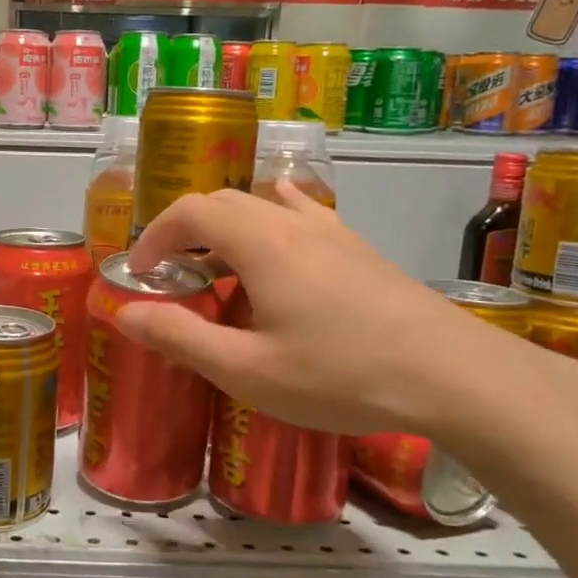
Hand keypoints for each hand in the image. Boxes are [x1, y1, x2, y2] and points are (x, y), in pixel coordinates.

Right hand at [119, 182, 550, 437]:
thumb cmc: (340, 375)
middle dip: (185, 230)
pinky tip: (281, 237)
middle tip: (171, 274)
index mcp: (260, 244)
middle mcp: (293, 224)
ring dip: (226, 228)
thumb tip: (126, 313)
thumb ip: (180, 337)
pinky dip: (272, 220)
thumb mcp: (247, 370)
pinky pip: (303, 216)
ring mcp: (333, 233)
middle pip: (224, 202)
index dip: (155, 234)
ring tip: (217, 267)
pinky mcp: (360, 250)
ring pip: (263, 207)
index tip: (140, 270)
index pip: (190, 211)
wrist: (452, 375)